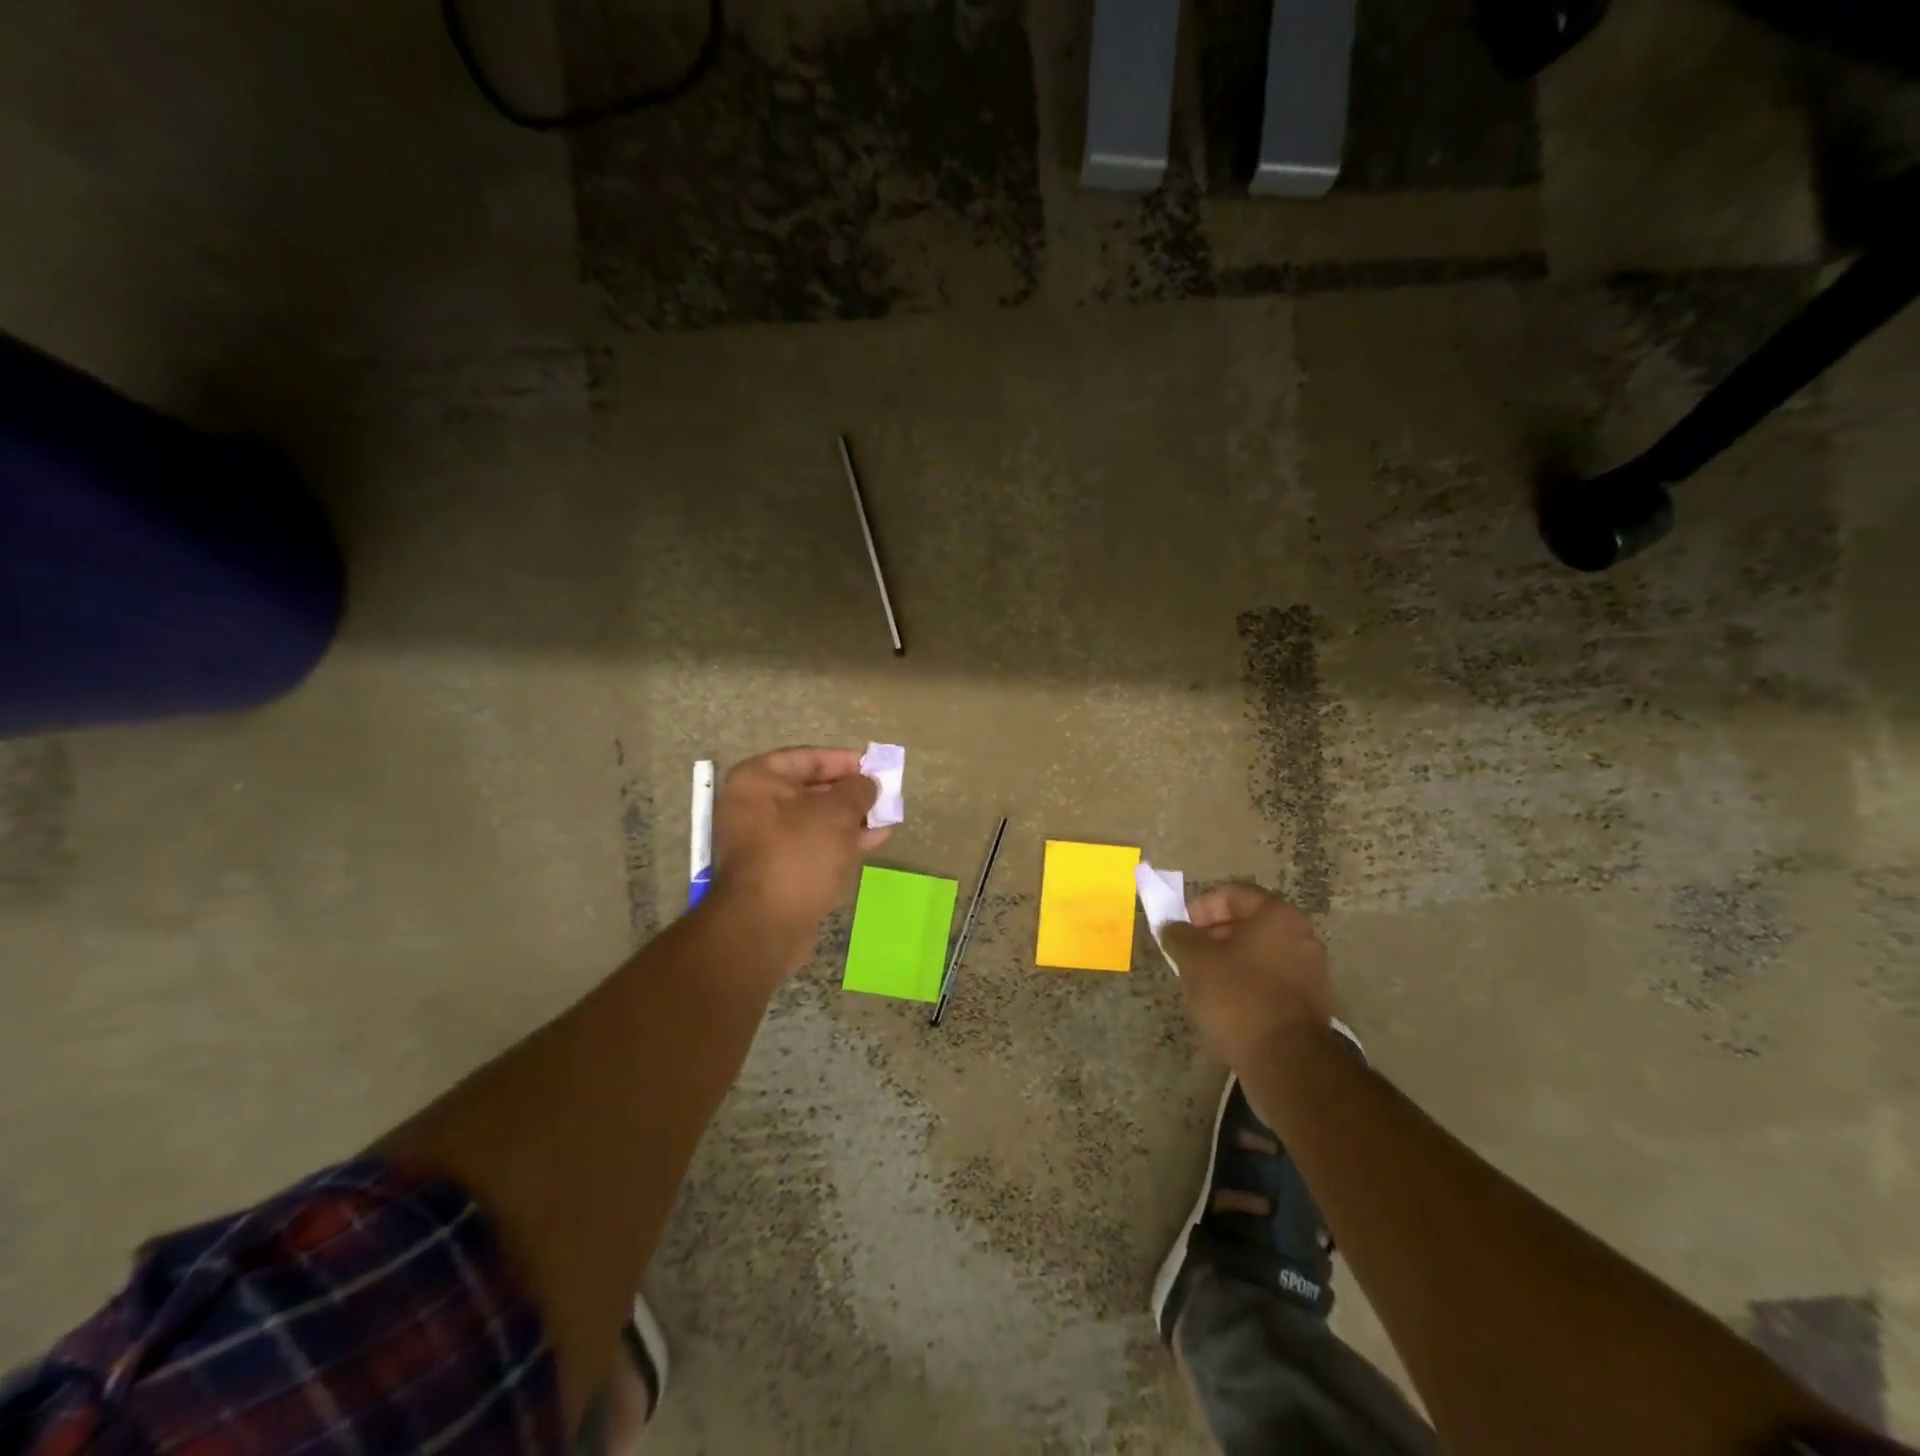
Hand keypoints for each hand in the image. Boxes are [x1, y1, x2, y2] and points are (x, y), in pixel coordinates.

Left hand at [708, 747, 888, 969]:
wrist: (766, 924)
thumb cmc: (799, 853)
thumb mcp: (837, 812)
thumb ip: (858, 789)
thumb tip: (867, 783)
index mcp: (758, 779)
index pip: (809, 758)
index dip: (846, 760)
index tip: (876, 766)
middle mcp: (754, 804)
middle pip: (811, 789)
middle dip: (851, 792)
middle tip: (884, 794)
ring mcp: (763, 840)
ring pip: (815, 820)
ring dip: (851, 818)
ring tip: (886, 818)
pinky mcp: (776, 869)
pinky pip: (812, 845)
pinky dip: (840, 841)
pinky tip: (873, 841)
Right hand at [1161, 883, 1333, 1068]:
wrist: (1287, 1062)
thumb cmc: (1238, 997)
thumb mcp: (1195, 960)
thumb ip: (1179, 936)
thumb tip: (1172, 927)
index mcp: (1277, 916)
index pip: (1233, 894)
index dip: (1201, 906)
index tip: (1182, 929)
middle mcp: (1301, 936)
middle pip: (1248, 923)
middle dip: (1213, 935)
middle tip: (1188, 955)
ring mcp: (1310, 971)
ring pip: (1259, 953)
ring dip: (1228, 960)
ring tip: (1202, 982)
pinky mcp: (1309, 1003)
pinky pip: (1270, 979)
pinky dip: (1247, 983)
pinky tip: (1226, 1004)